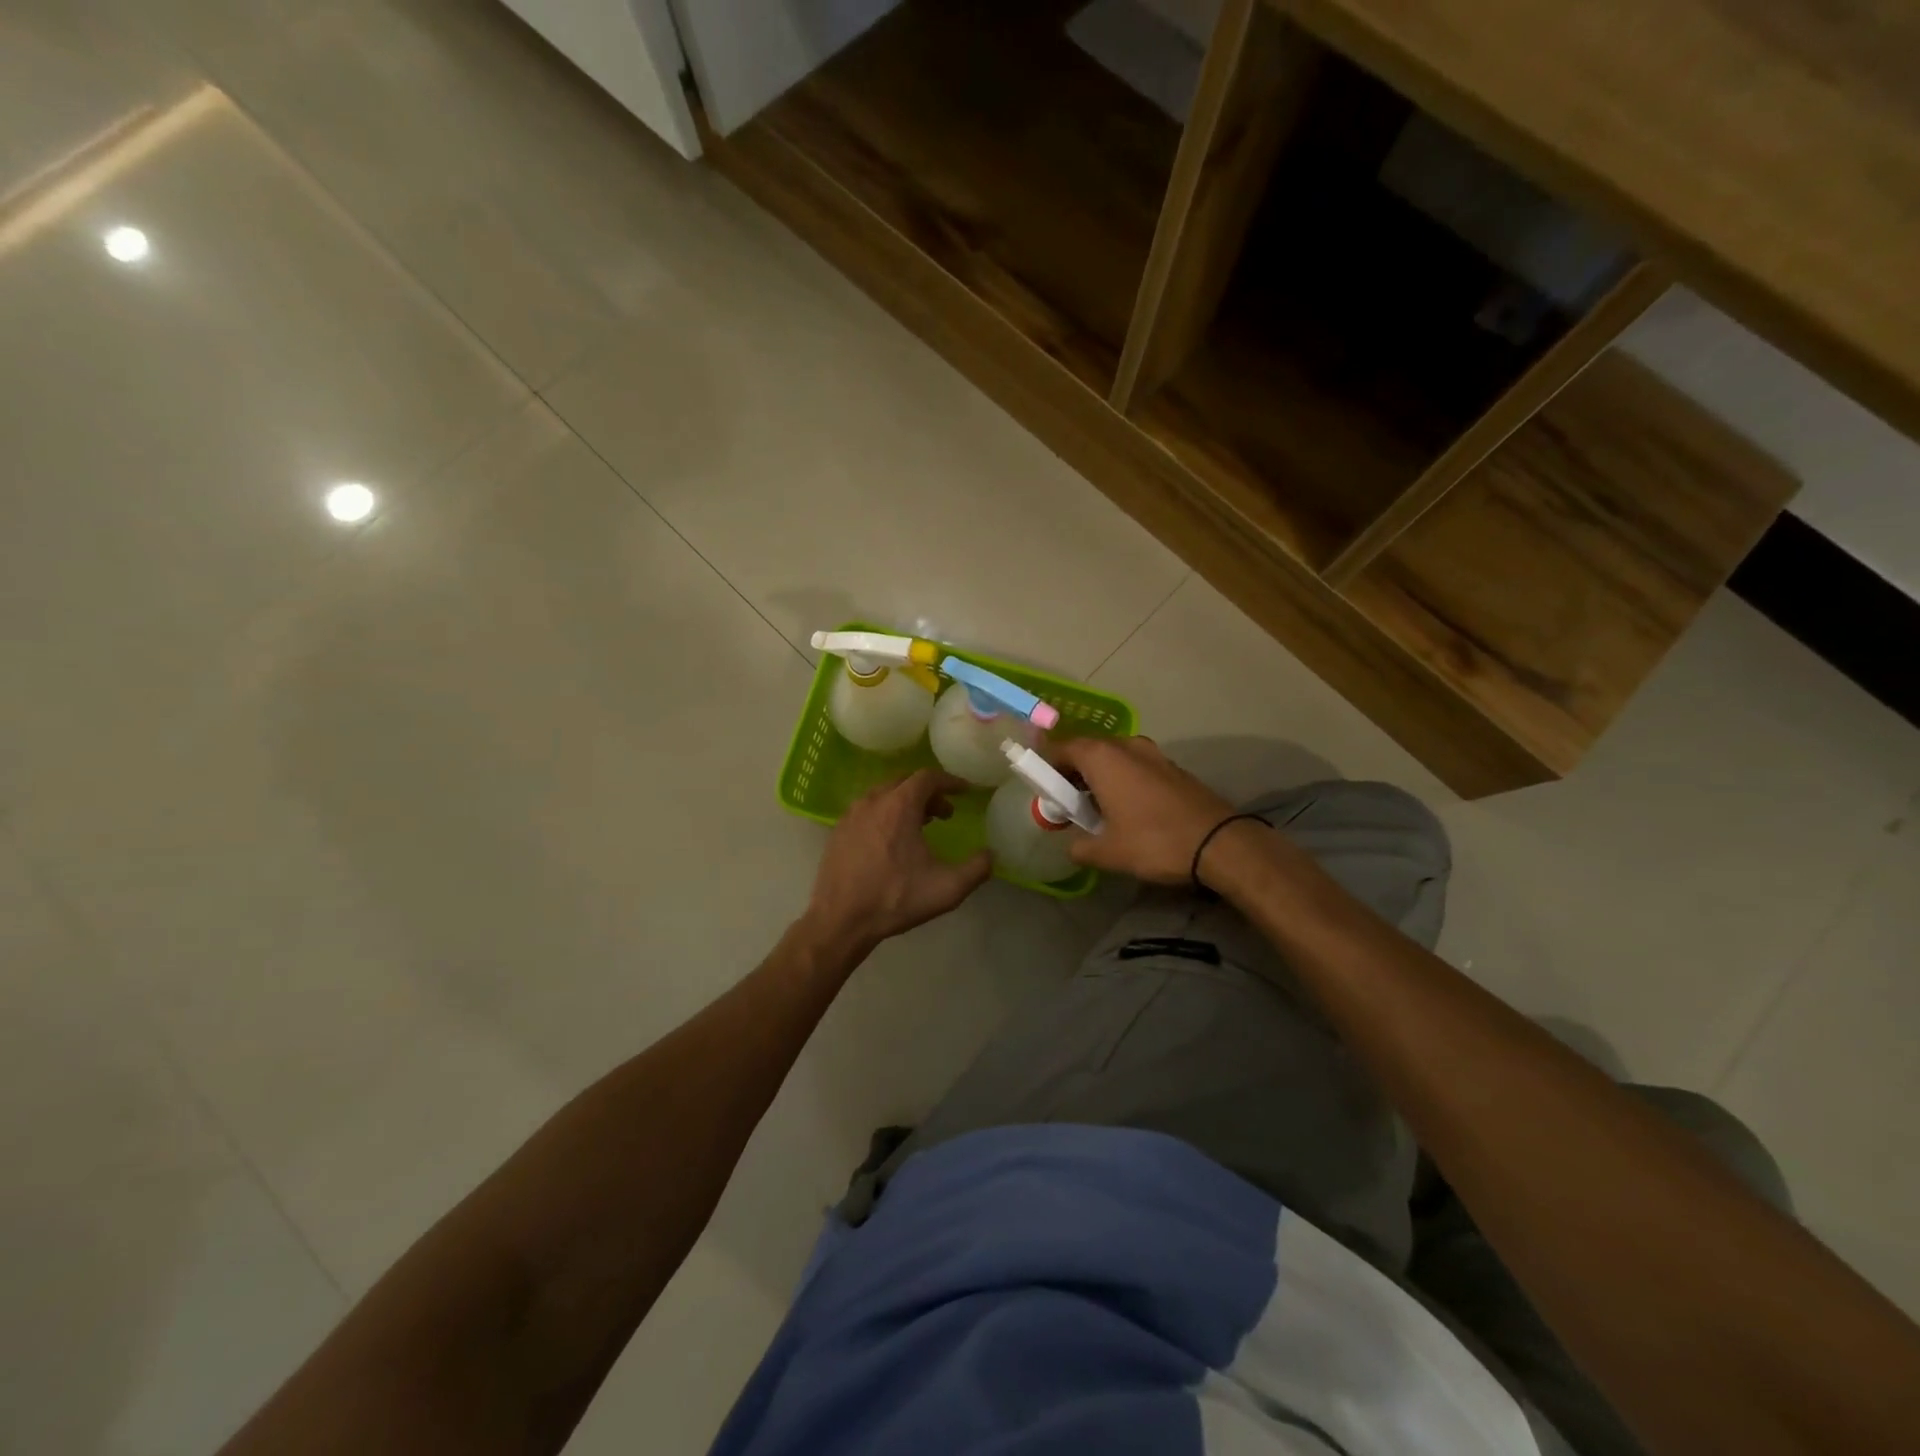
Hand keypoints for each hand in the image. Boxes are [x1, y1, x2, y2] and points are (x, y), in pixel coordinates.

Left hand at [802, 770, 992, 952]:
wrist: (840, 920)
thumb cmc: (895, 899)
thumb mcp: (947, 888)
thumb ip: (977, 869)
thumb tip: (991, 855)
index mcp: (899, 806)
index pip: (928, 778)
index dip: (950, 781)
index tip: (965, 791)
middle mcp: (873, 801)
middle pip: (905, 782)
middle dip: (929, 793)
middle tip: (944, 813)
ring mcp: (851, 815)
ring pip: (884, 795)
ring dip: (905, 803)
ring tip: (920, 826)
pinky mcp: (838, 831)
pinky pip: (867, 810)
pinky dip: (885, 814)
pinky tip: (891, 841)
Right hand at [1050, 736, 1235, 884]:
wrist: (1219, 844)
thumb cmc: (1154, 841)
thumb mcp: (1108, 852)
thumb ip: (1080, 847)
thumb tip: (1073, 848)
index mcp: (1102, 757)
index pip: (1061, 749)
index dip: (1047, 768)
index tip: (1043, 792)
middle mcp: (1125, 746)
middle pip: (1087, 751)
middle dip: (1072, 774)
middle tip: (1066, 804)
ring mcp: (1152, 754)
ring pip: (1113, 758)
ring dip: (1098, 778)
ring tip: (1095, 810)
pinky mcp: (1171, 767)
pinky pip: (1134, 766)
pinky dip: (1122, 780)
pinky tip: (1125, 809)